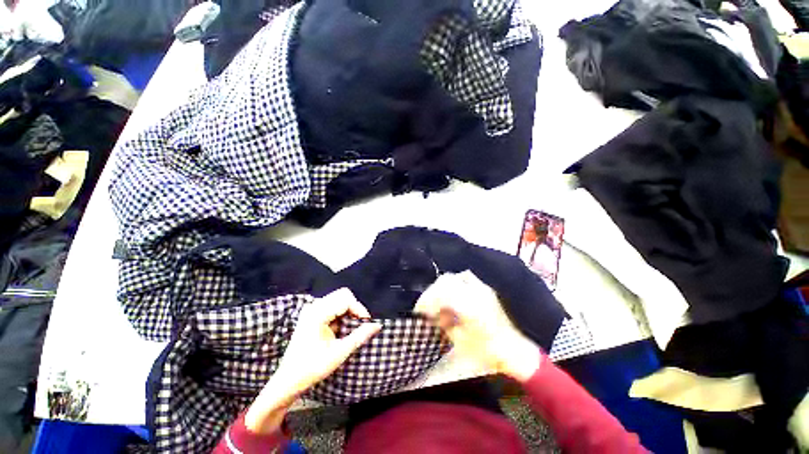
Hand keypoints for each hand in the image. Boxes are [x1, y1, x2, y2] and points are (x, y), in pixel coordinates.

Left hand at [245, 289, 381, 432]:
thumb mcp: (339, 353)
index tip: (366, 323)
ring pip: (338, 299)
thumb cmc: (312, 368)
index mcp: (317, 313)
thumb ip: (360, 336)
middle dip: (355, 307)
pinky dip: (342, 314)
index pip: (346, 299)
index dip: (359, 309)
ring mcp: (312, 309)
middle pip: (342, 295)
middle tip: (360, 324)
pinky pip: (333, 306)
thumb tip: (378, 325)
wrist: (288, 380)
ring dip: (349, 310)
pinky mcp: (312, 314)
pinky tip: (341, 328)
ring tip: (351, 327)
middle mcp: (314, 306)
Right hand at [414, 271, 540, 381]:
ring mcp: (482, 288)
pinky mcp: (486, 289)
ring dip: (443, 287)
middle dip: (433, 291)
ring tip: (439, 301)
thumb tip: (432, 314)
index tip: (419, 309)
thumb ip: (444, 322)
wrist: (514, 350)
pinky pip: (466, 278)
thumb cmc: (486, 351)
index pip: (441, 292)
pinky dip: (454, 285)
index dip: (427, 299)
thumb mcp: (460, 340)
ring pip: (455, 276)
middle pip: (446, 280)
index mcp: (469, 306)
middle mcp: (476, 292)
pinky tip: (453, 297)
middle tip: (427, 306)